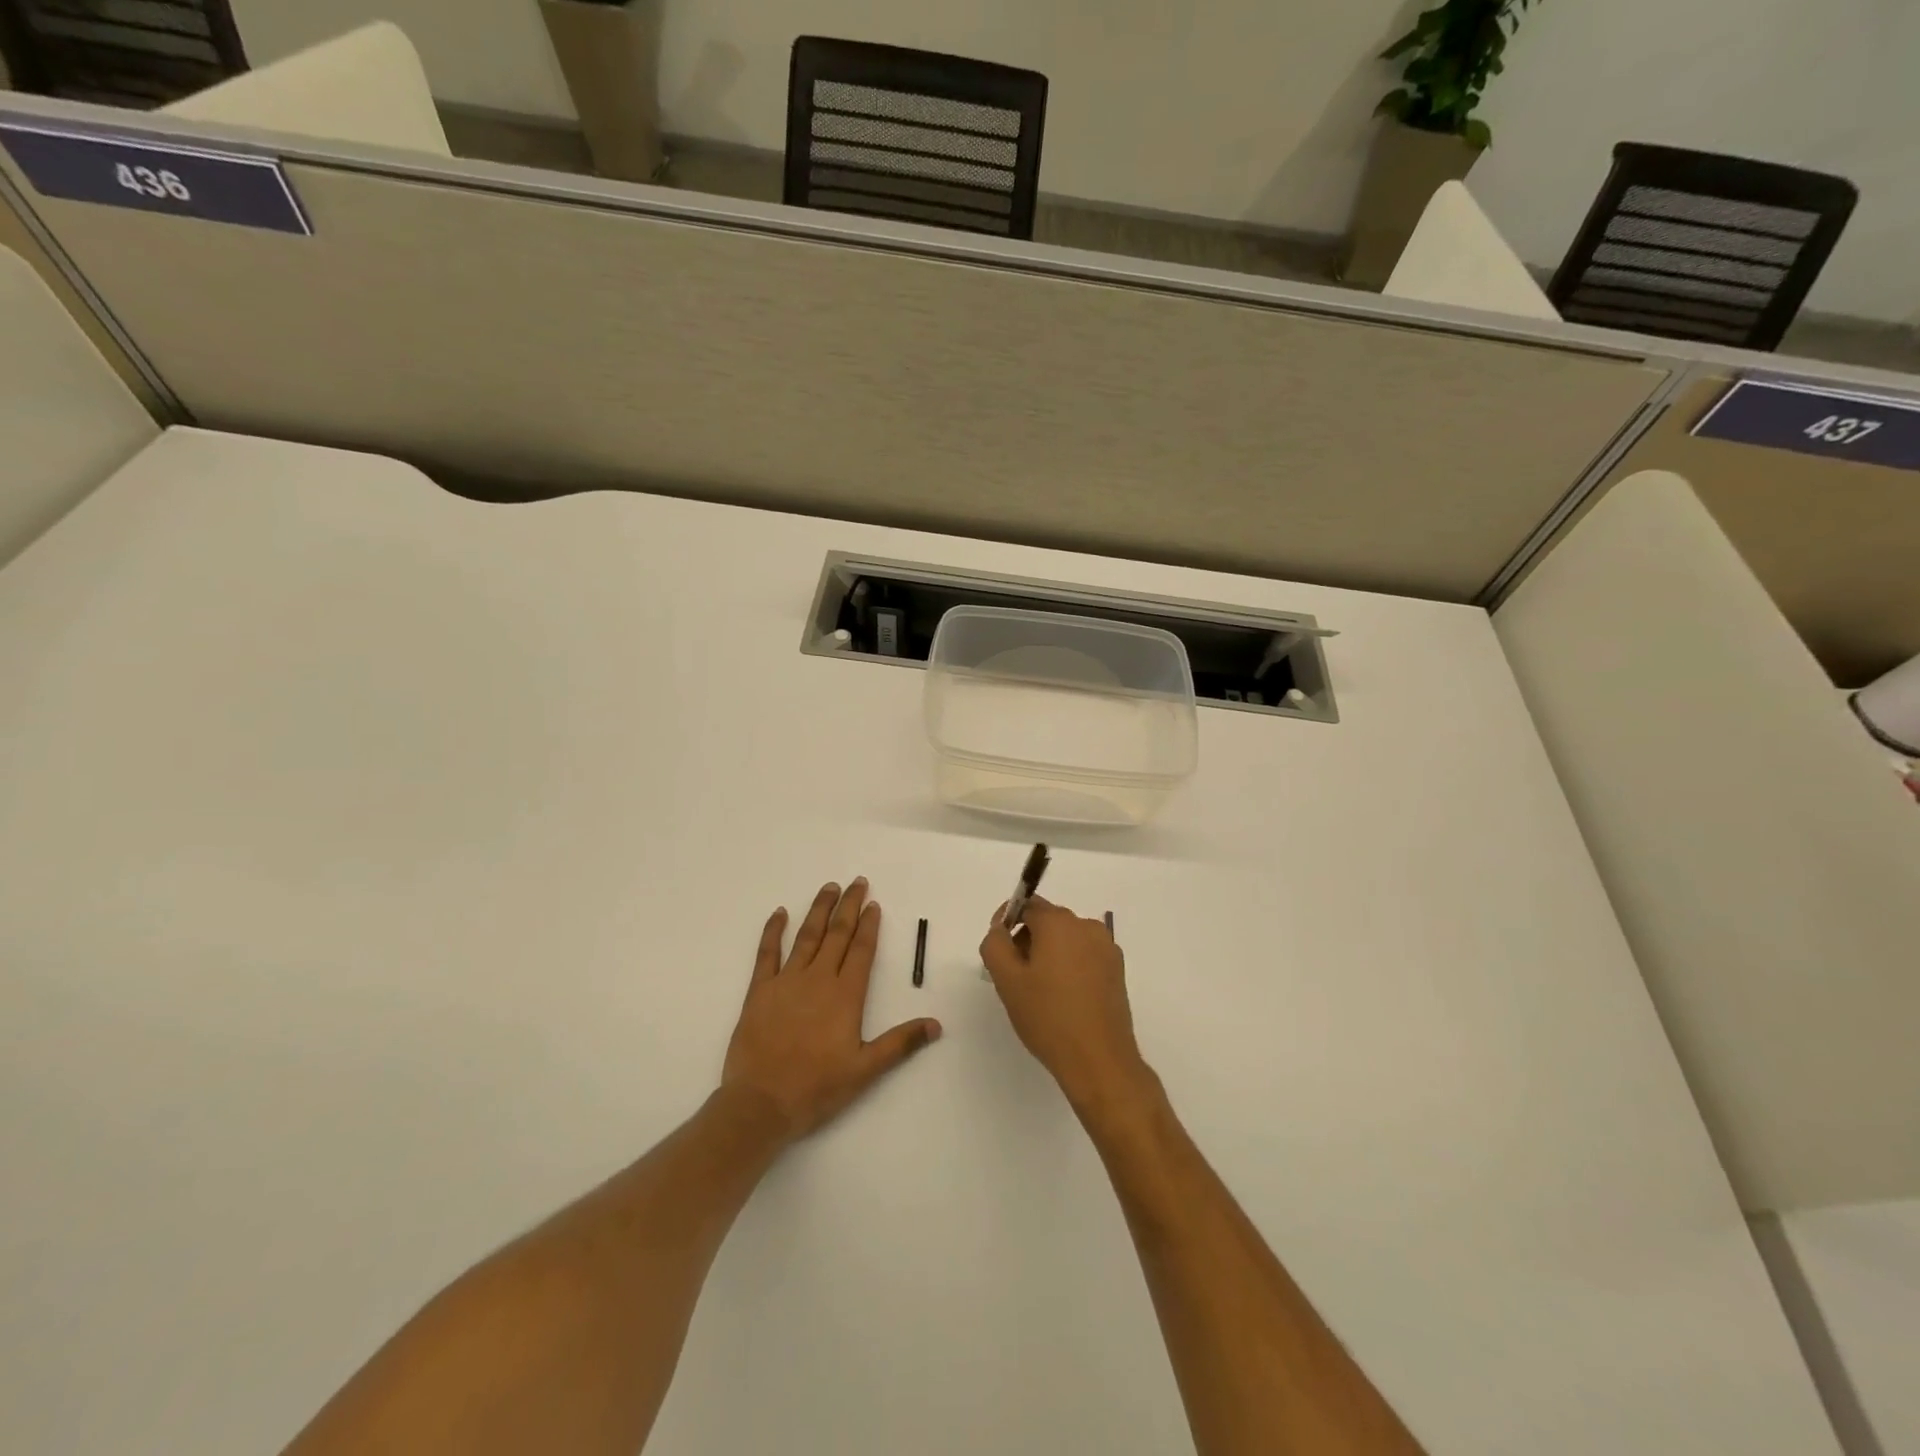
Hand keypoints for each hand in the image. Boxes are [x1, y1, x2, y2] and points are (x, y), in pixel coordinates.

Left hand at [723, 878, 941, 1140]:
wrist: (761, 1103)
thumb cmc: (816, 1088)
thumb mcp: (865, 1069)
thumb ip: (900, 1043)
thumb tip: (936, 1024)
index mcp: (845, 995)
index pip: (861, 950)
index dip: (869, 926)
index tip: (874, 904)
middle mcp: (818, 979)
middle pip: (837, 934)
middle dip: (849, 907)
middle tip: (857, 883)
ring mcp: (787, 981)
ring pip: (807, 936)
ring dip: (819, 909)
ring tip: (829, 887)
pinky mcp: (760, 990)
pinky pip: (767, 953)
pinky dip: (773, 931)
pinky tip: (780, 913)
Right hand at [980, 896, 1150, 1113]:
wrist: (1099, 1060)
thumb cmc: (1048, 1017)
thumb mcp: (1007, 980)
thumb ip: (995, 944)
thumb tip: (999, 928)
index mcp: (1059, 923)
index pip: (1027, 905)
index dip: (1006, 921)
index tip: (998, 949)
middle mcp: (1086, 927)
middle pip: (1047, 920)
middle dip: (1027, 940)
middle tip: (1014, 976)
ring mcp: (1106, 948)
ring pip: (1066, 939)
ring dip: (1048, 954)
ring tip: (1039, 991)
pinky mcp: (1117, 970)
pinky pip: (1084, 955)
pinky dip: (1069, 966)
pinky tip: (1062, 998)